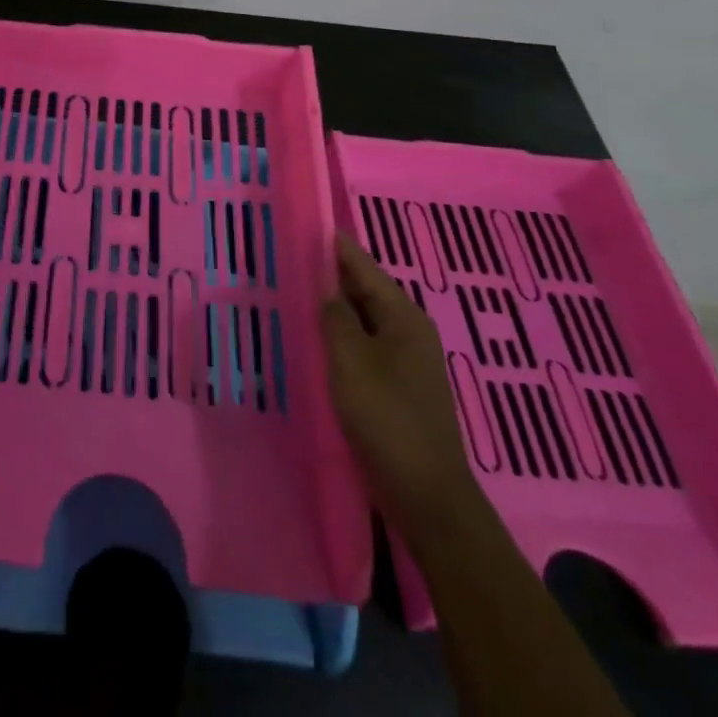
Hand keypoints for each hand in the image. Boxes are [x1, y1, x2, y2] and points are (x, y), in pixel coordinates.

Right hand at [321, 235, 480, 534]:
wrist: (425, 494)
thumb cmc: (386, 417)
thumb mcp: (350, 360)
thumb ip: (335, 317)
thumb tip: (326, 288)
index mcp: (404, 317)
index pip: (364, 268)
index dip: (336, 247)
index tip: (309, 224)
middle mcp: (410, 332)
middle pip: (366, 292)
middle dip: (332, 275)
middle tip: (293, 257)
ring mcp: (407, 362)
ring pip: (364, 321)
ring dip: (335, 309)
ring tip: (298, 292)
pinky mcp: (398, 388)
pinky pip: (365, 347)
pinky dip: (342, 338)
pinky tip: (318, 340)